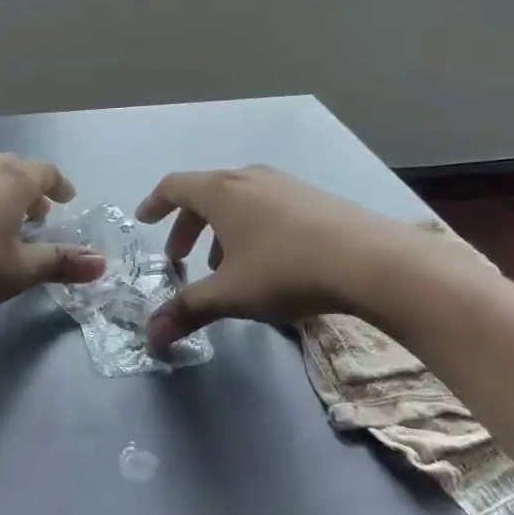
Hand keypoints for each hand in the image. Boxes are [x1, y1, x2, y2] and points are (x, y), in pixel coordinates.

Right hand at [136, 165, 448, 344]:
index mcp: (221, 191)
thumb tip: (151, 337)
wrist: (369, 260)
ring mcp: (284, 184)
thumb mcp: (230, 294)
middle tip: (180, 258)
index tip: (144, 220)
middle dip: (187, 226)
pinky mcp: (312, 198)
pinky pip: (265, 206)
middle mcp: (248, 178)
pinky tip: (266, 261)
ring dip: (220, 229)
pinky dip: (250, 228)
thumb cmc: (285, 269)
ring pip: (238, 201)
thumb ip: (187, 310)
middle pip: (205, 194)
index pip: (174, 186)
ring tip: (223, 265)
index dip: (155, 203)